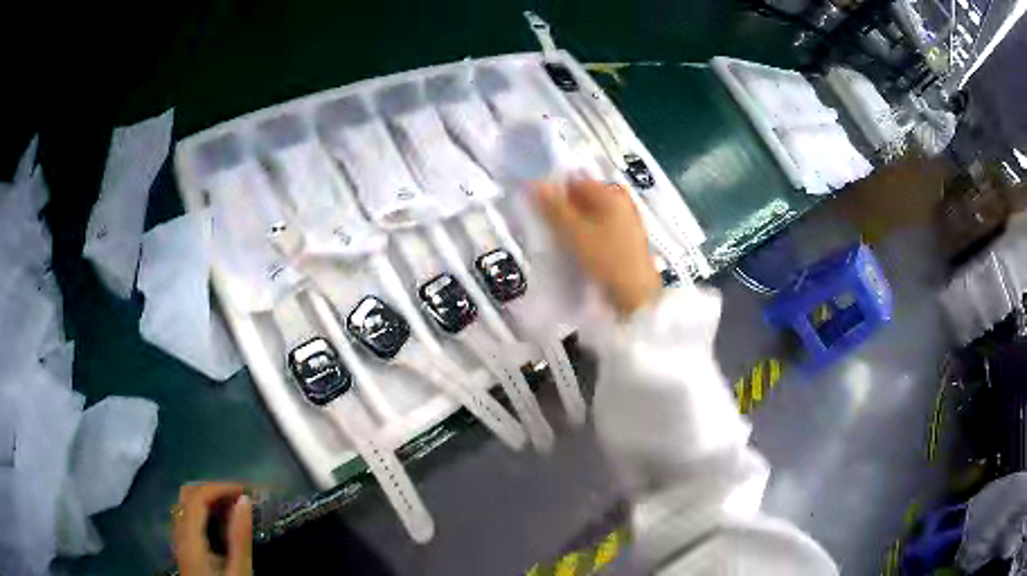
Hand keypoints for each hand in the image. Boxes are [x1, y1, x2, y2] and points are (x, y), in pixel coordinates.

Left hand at [173, 482, 252, 575]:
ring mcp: (179, 539)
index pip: (197, 497)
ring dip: (208, 497)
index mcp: (189, 539)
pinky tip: (221, 522)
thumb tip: (245, 501)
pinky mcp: (184, 547)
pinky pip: (188, 517)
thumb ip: (239, 538)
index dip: (220, 487)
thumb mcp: (239, 573)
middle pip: (187, 495)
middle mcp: (178, 533)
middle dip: (213, 488)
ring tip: (234, 506)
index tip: (247, 491)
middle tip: (240, 496)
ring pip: (185, 504)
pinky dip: (204, 510)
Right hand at [536, 179, 660, 314]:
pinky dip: (591, 233)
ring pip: (595, 214)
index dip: (557, 192)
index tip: (542, 210)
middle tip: (551, 225)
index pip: (576, 182)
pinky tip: (583, 249)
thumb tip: (533, 183)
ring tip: (564, 239)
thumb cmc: (606, 259)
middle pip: (587, 197)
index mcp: (612, 194)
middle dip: (567, 208)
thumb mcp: (575, 233)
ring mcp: (629, 220)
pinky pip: (604, 227)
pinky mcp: (630, 238)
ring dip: (578, 222)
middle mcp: (623, 202)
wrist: (637, 293)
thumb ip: (554, 208)